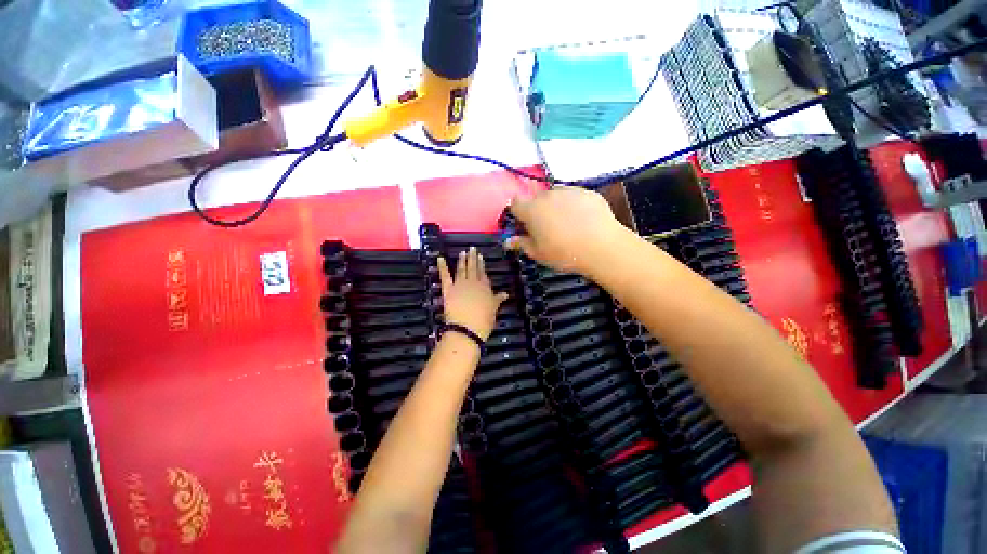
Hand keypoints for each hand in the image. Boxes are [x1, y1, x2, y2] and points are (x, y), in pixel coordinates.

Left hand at [437, 247, 508, 340]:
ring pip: (461, 269)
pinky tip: (440, 259)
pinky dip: (442, 267)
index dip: (482, 265)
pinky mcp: (448, 290)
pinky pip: (445, 276)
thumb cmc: (483, 321)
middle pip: (473, 268)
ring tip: (463, 252)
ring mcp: (460, 285)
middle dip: (473, 258)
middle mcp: (473, 283)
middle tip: (472, 248)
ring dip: (462, 260)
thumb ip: (498, 300)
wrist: (467, 329)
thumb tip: (505, 294)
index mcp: (485, 287)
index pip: (483, 273)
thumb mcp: (494, 310)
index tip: (480, 256)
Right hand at [505, 188, 626, 275]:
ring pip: (556, 196)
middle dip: (539, 211)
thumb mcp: (538, 254)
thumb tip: (509, 241)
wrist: (601, 248)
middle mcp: (548, 195)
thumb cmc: (564, 253)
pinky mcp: (588, 192)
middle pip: (537, 199)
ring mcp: (569, 191)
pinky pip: (575, 197)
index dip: (518, 213)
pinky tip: (584, 221)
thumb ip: (522, 244)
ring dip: (557, 207)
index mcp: (532, 210)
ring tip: (568, 225)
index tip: (525, 225)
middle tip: (548, 229)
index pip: (515, 203)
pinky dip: (575, 206)